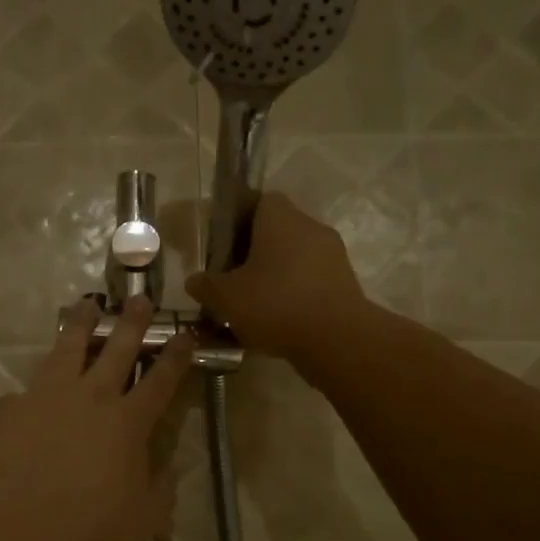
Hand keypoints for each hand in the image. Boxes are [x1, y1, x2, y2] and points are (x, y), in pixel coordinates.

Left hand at [0, 298, 194, 540]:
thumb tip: (167, 469)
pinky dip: (34, 391)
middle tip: (140, 298)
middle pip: (117, 348)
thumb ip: (162, 488)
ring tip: (86, 304)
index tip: (185, 335)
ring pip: (68, 347)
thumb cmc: (91, 528)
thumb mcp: (145, 517)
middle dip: (132, 321)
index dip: (176, 356)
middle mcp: (91, 397)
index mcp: (129, 421)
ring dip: (81, 324)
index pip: (161, 380)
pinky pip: (26, 391)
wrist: (20, 527)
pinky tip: (30, 395)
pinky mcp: (12, 407)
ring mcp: (48, 396)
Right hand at [185, 193, 366, 360]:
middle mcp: (311, 227)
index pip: (260, 201)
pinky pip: (312, 280)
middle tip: (234, 278)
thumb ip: (206, 286)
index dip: (239, 219)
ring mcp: (333, 255)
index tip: (224, 245)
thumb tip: (194, 281)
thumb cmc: (275, 304)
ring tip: (254, 304)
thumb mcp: (226, 298)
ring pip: (296, 257)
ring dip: (277, 275)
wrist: (336, 339)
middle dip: (256, 252)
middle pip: (278, 230)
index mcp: (280, 218)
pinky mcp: (346, 283)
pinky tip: (279, 320)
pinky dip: (296, 294)